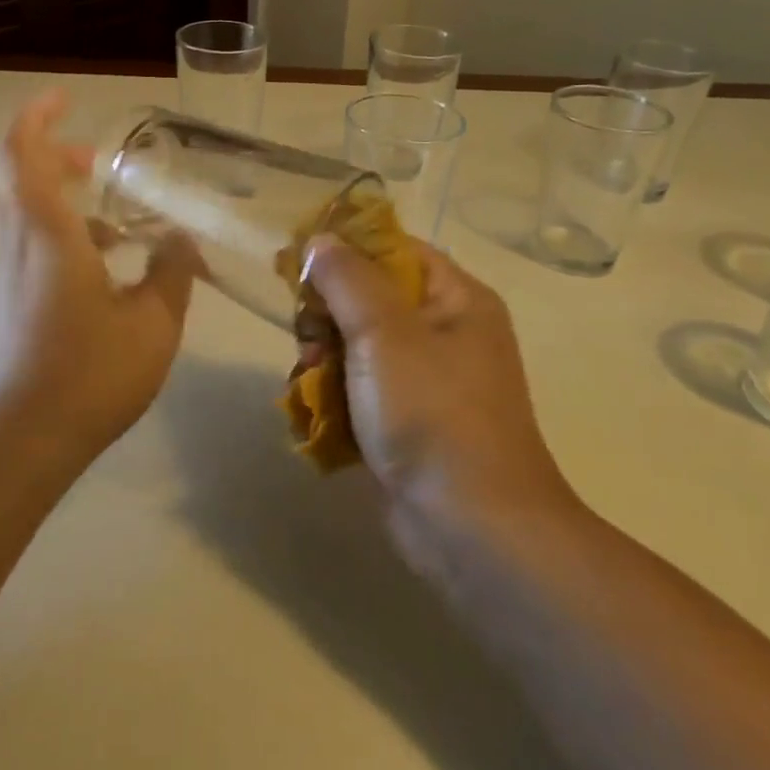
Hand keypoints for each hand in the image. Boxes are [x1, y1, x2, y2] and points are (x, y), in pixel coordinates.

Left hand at [0, 92, 198, 465]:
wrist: (18, 444)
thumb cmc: (87, 374)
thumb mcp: (153, 323)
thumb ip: (172, 271)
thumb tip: (182, 238)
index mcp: (45, 231)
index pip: (22, 150)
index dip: (38, 115)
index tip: (68, 98)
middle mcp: (17, 243)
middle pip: (21, 175)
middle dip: (60, 156)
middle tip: (106, 164)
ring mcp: (8, 277)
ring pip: (27, 214)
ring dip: (68, 202)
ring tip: (125, 223)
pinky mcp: (10, 305)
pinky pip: (33, 248)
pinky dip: (66, 238)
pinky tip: (112, 273)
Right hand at [303, 237, 578, 535]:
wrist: (471, 528)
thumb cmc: (432, 413)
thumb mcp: (384, 332)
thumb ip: (347, 279)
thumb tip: (320, 240)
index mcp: (457, 298)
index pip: (394, 249)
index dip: (346, 250)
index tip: (298, 265)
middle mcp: (447, 332)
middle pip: (370, 299)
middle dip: (329, 318)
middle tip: (309, 341)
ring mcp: (428, 381)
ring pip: (358, 348)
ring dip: (325, 361)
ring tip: (308, 384)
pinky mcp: (409, 423)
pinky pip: (362, 390)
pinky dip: (336, 398)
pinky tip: (315, 415)